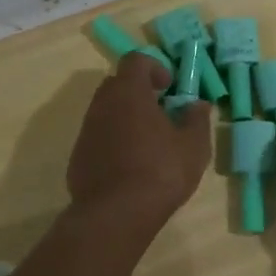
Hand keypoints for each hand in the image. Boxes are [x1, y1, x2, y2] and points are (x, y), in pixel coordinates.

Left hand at [66, 54, 211, 225]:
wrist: (116, 214)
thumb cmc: (160, 171)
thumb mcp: (194, 145)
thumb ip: (197, 118)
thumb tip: (197, 104)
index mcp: (129, 93)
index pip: (136, 61)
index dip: (155, 67)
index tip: (170, 87)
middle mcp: (102, 105)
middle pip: (118, 84)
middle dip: (139, 92)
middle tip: (162, 112)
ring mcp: (86, 131)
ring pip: (106, 111)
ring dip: (126, 117)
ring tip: (149, 142)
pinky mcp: (78, 157)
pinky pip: (98, 137)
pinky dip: (114, 141)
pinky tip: (131, 166)